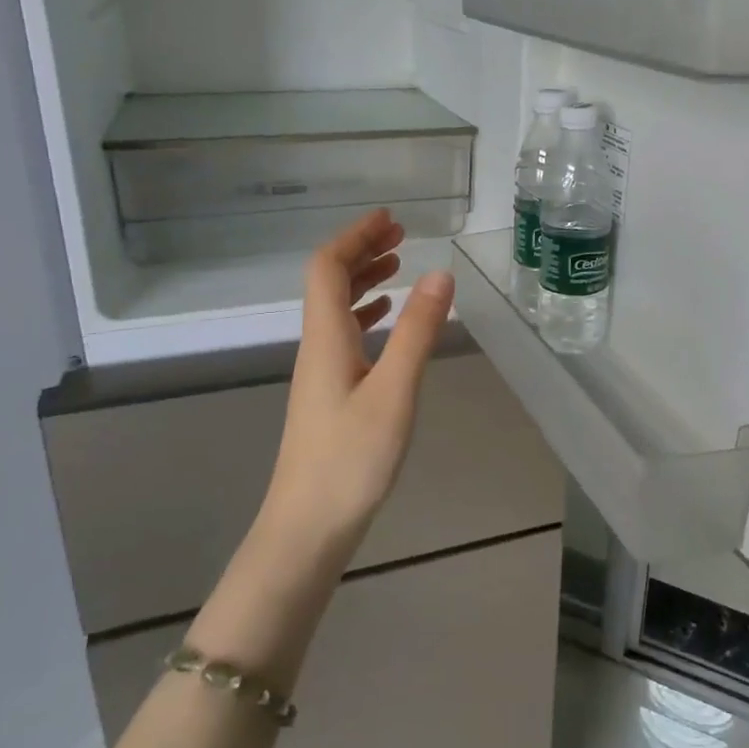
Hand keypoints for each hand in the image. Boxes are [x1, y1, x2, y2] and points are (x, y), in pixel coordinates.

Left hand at [263, 209, 455, 540]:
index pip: (328, 267)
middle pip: (328, 283)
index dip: (355, 236)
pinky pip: (344, 337)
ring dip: (364, 281)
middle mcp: (316, 346)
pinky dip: (366, 315)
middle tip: (401, 236)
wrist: (308, 528)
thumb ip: (418, 332)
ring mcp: (320, 373)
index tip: (390, 219)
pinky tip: (386, 322)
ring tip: (399, 267)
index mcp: (325, 337)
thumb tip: (440, 273)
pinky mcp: (329, 396)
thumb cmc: (351, 459)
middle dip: (362, 251)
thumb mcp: (394, 391)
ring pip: (336, 310)